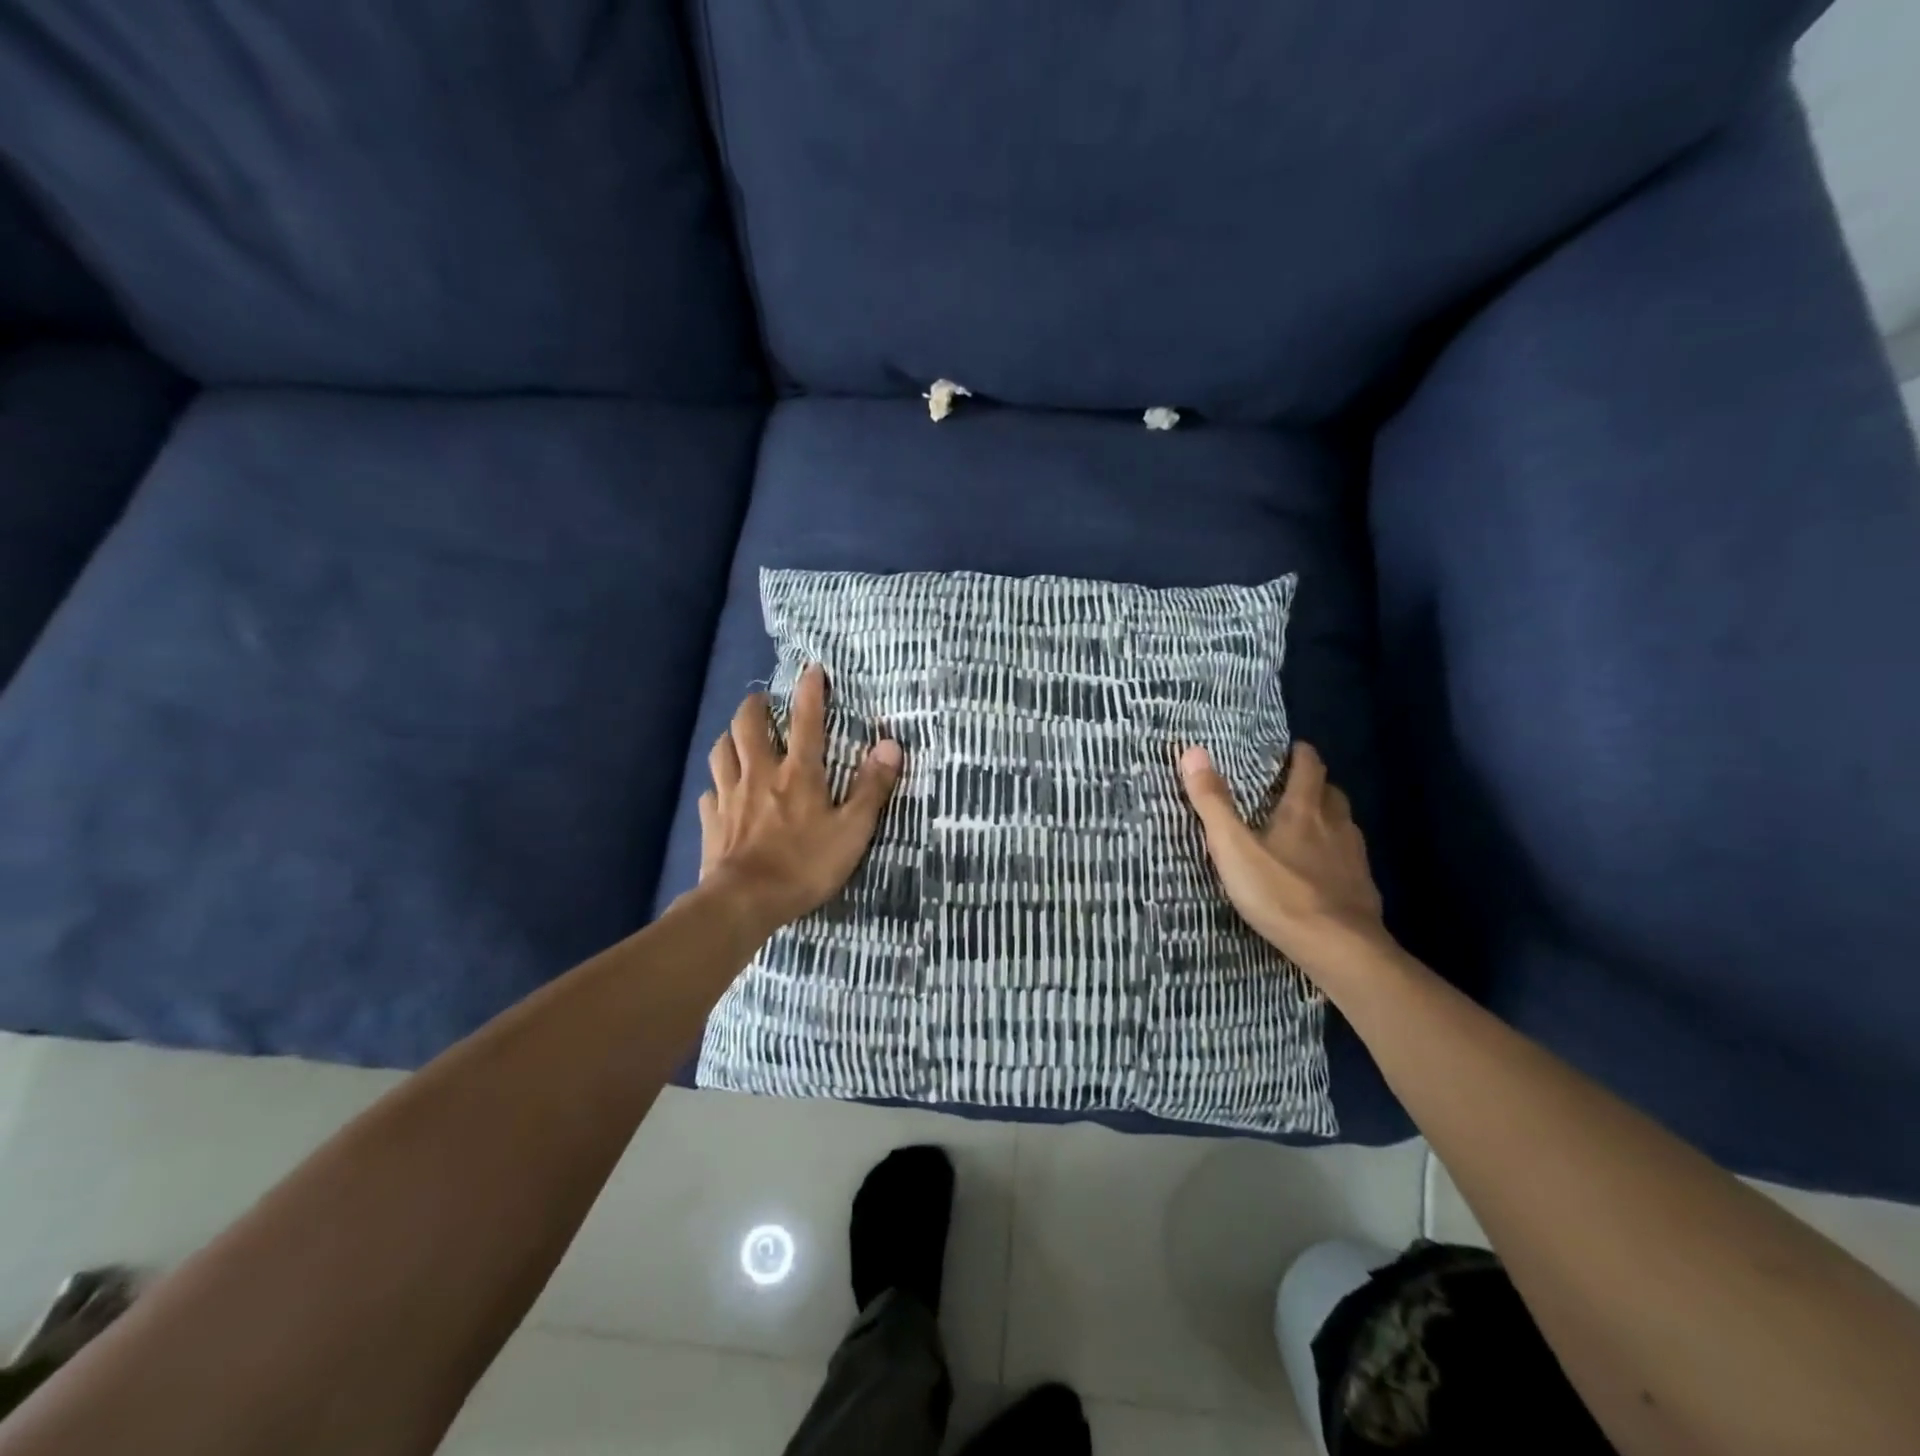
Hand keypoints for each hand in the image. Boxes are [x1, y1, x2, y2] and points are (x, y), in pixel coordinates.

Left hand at [698, 665, 902, 931]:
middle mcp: (759, 774)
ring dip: (729, 737)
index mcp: (797, 773)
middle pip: (748, 726)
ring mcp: (729, 796)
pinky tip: (721, 792)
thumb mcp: (852, 830)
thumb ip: (871, 788)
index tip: (812, 669)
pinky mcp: (711, 821)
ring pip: (721, 751)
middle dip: (755, 706)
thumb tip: (890, 745)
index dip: (810, 692)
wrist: (745, 901)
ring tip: (738, 736)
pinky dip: (716, 784)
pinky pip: (709, 792)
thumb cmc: (805, 865)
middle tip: (762, 701)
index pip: (806, 721)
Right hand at [1180, 741, 1394, 985]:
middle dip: (1315, 784)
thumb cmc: (1280, 893)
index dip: (1301, 754)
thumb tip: (1193, 751)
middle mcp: (1335, 826)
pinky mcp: (1363, 889)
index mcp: (1304, 810)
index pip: (1309, 767)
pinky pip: (1350, 859)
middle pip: (1331, 792)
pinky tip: (1324, 872)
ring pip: (1344, 825)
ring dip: (1328, 818)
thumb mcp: (1233, 848)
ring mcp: (1354, 858)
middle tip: (1294, 787)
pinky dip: (1337, 855)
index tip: (1292, 749)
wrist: (1340, 948)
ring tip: (1307, 827)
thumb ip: (1212, 802)